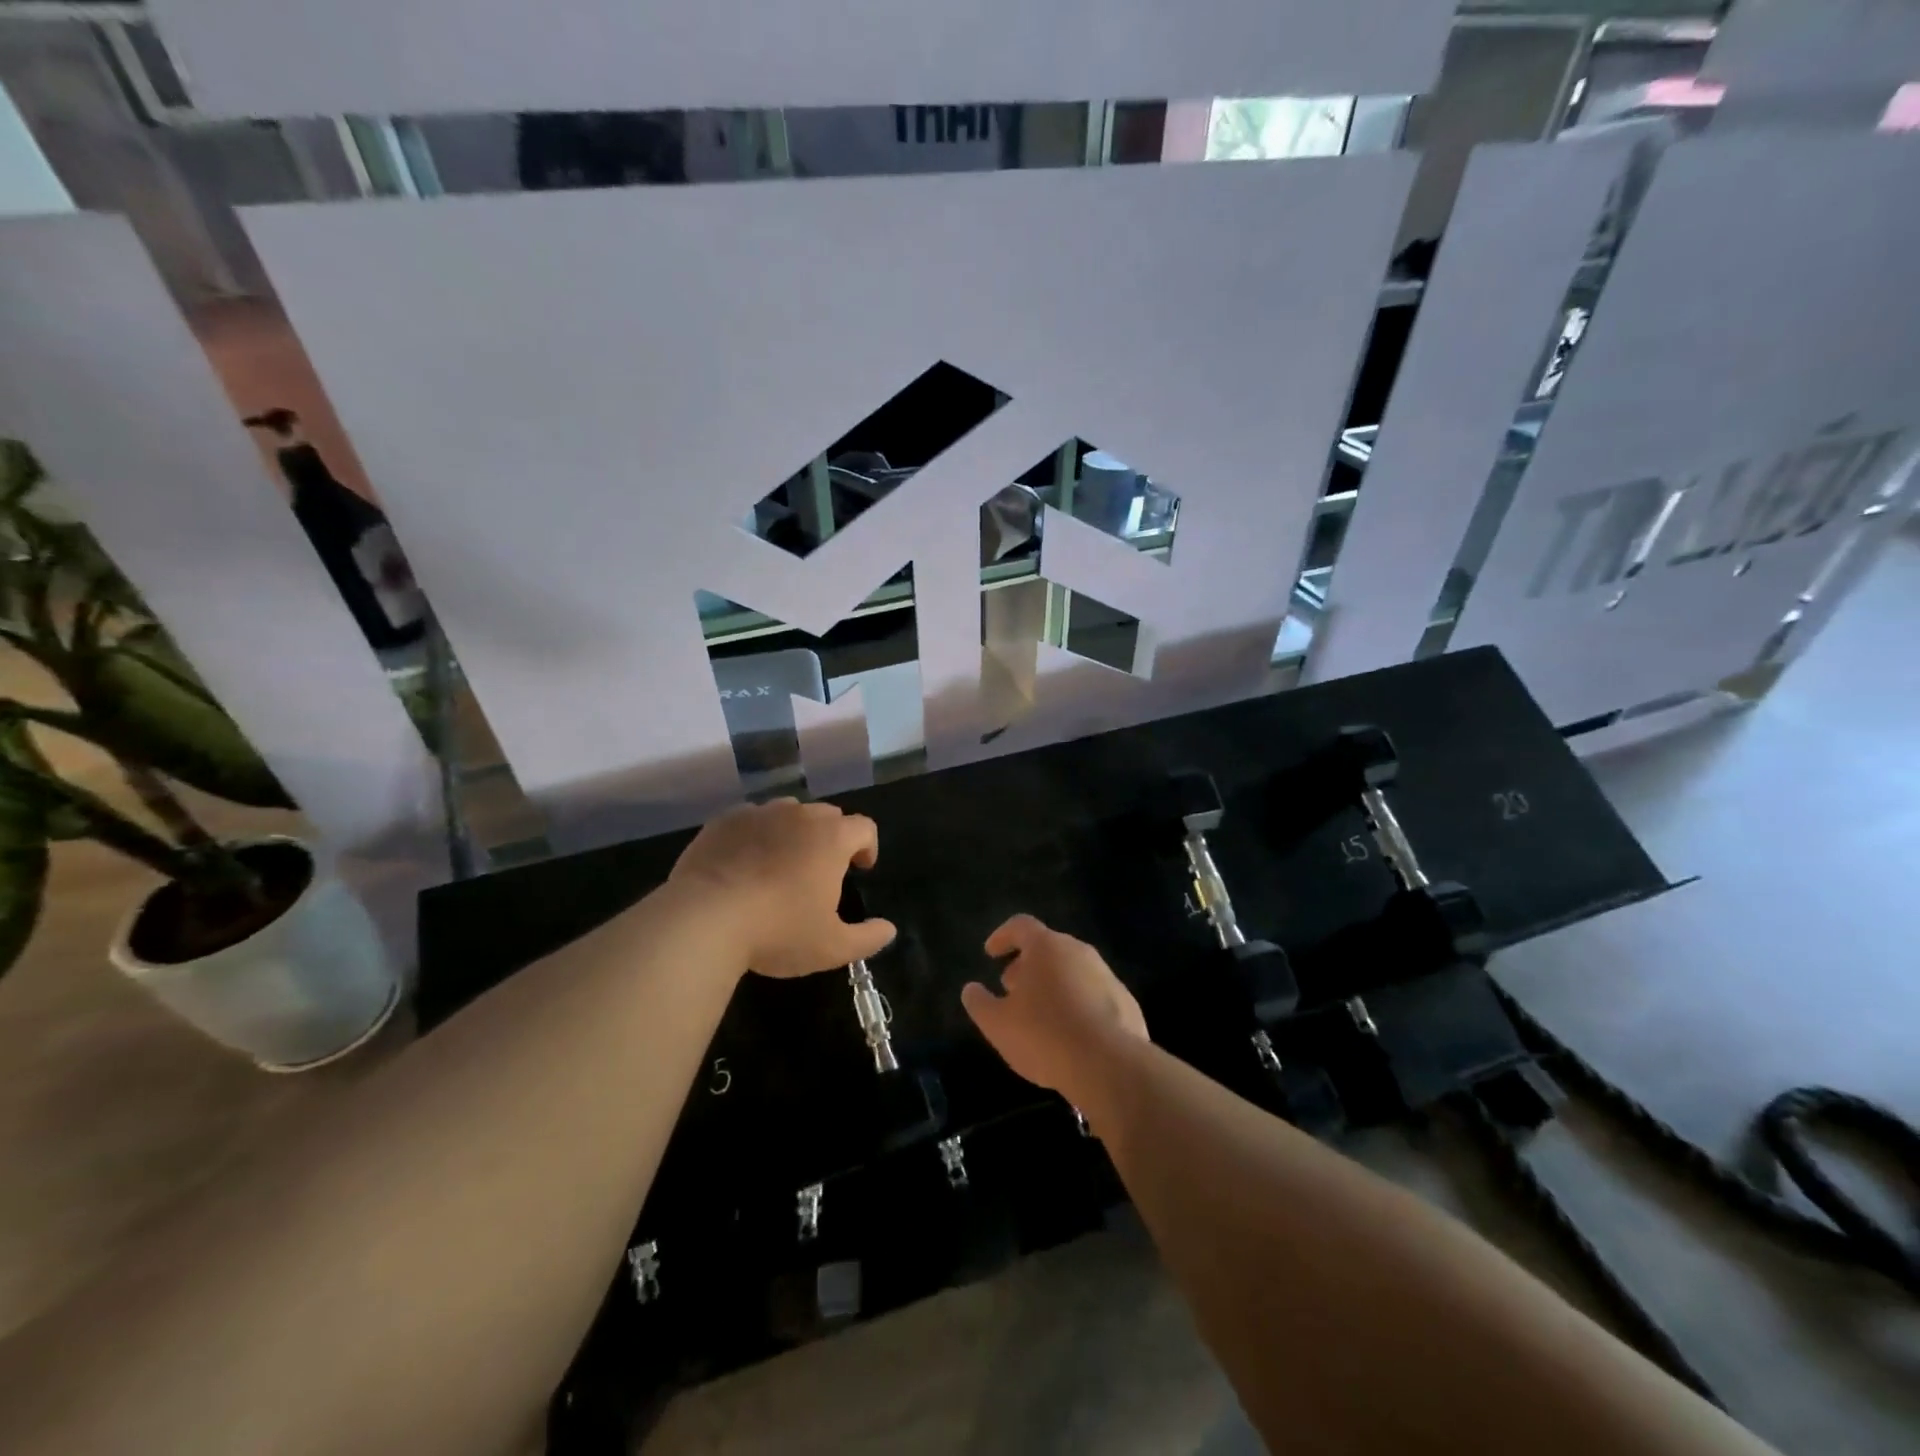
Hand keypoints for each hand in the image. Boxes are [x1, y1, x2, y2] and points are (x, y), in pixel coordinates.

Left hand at [669, 799, 895, 978]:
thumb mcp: (831, 947)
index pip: (864, 827)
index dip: (868, 846)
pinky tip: (744, 862)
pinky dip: (756, 834)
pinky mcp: (724, 820)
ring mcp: (759, 813)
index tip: (860, 868)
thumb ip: (867, 938)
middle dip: (832, 837)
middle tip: (821, 869)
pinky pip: (750, 819)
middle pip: (827, 815)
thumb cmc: (778, 931)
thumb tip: (889, 929)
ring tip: (782, 862)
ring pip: (787, 812)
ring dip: (794, 831)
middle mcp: (799, 815)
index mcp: (832, 838)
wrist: (704, 919)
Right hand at [961, 915, 1147, 1107]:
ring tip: (1039, 1014)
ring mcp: (1106, 976)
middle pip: (1048, 948)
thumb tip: (971, 989)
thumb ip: (979, 1003)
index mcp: (1047, 947)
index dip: (1002, 936)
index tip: (991, 953)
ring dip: (1053, 984)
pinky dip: (1077, 1005)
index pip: (1021, 926)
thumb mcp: (997, 1024)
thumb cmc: (1045, 1035)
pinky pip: (1093, 995)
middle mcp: (1079, 951)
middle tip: (1012, 988)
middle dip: (1027, 965)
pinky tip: (1069, 1034)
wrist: (1110, 1066)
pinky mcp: (1126, 1003)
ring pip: (1072, 971)